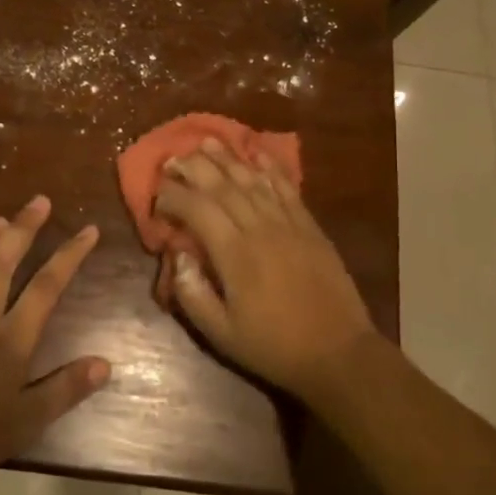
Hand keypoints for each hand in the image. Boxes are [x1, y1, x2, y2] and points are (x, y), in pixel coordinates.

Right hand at [153, 139, 376, 404]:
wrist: (338, 353)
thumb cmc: (274, 347)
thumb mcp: (221, 335)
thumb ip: (193, 294)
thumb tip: (176, 255)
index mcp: (235, 254)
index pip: (197, 210)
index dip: (173, 197)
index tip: (157, 198)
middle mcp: (260, 228)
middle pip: (222, 185)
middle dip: (194, 167)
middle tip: (173, 158)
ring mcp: (288, 223)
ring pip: (252, 180)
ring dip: (227, 158)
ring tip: (206, 141)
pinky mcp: (309, 225)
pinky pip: (286, 187)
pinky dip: (269, 166)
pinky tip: (257, 151)